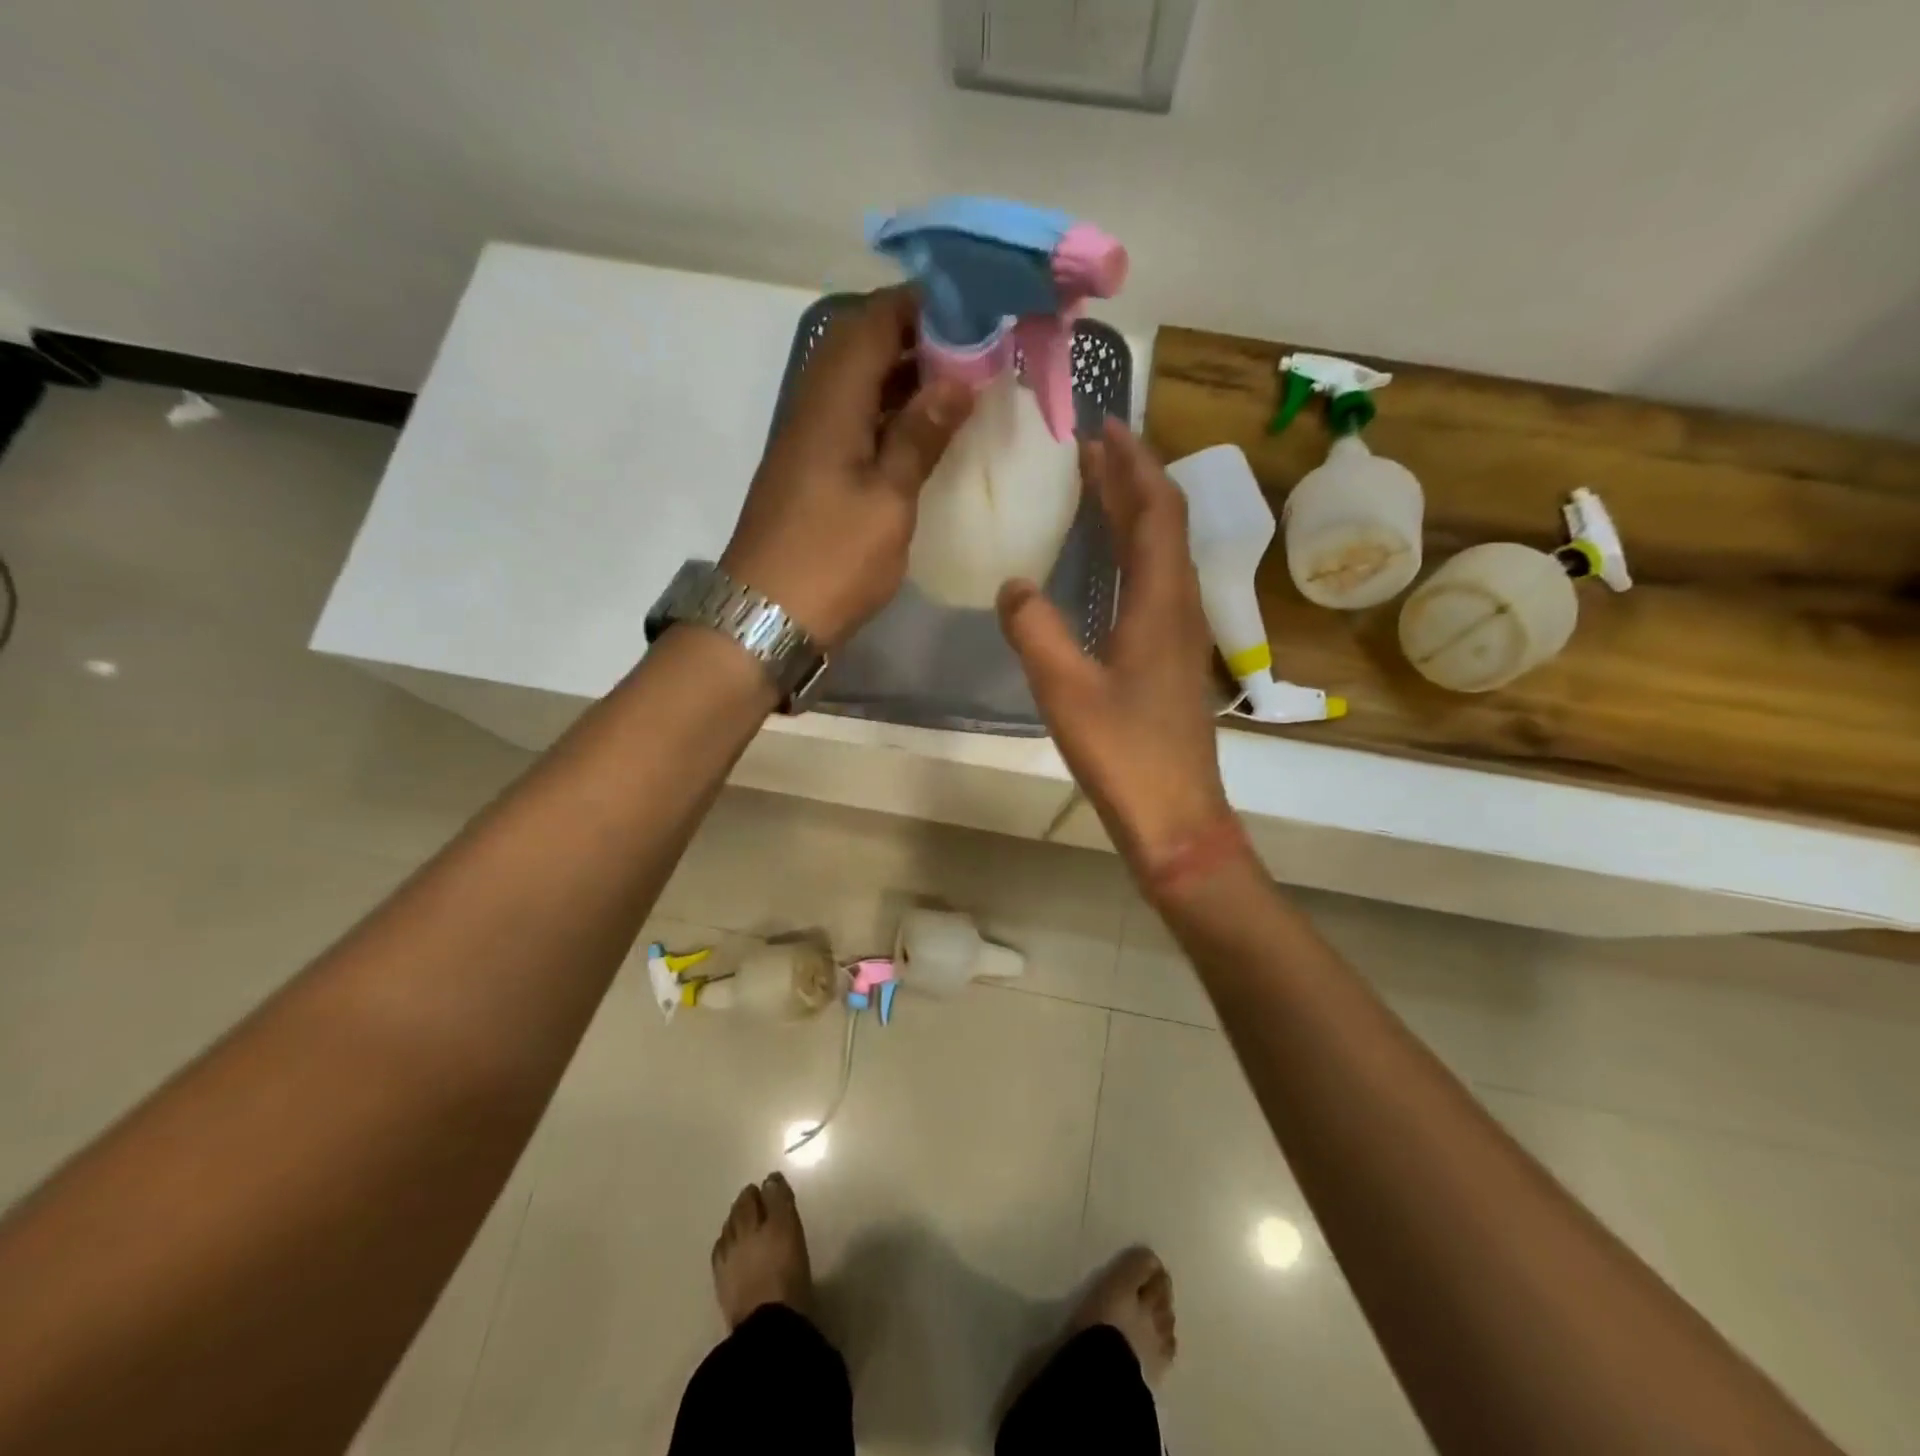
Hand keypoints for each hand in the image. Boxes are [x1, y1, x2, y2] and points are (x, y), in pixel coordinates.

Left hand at [722, 288, 972, 646]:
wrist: (766, 619)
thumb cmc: (832, 560)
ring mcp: (808, 442)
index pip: (872, 322)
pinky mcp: (809, 473)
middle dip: (916, 337)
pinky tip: (921, 434)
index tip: (972, 309)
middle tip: (974, 350)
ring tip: (959, 385)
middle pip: (861, 347)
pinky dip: (887, 415)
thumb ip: (919, 437)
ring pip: (856, 385)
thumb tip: (957, 381)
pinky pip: (851, 422)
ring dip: (902, 377)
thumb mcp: (888, 501)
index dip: (919, 305)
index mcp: (831, 403)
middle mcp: (814, 409)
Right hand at [998, 419, 1235, 873]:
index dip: (1134, 463)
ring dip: (1131, 514)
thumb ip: (1035, 631)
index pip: (1157, 510)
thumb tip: (1012, 584)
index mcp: (1162, 604)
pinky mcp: (1168, 660)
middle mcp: (1178, 608)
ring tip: (1096, 488)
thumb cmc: (1125, 755)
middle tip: (1092, 446)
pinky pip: (1152, 585)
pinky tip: (1103, 565)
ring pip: (1159, 555)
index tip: (1104, 426)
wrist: (1176, 819)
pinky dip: (1129, 555)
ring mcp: (1178, 635)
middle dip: (1131, 478)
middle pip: (1162, 524)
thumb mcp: (1067, 691)